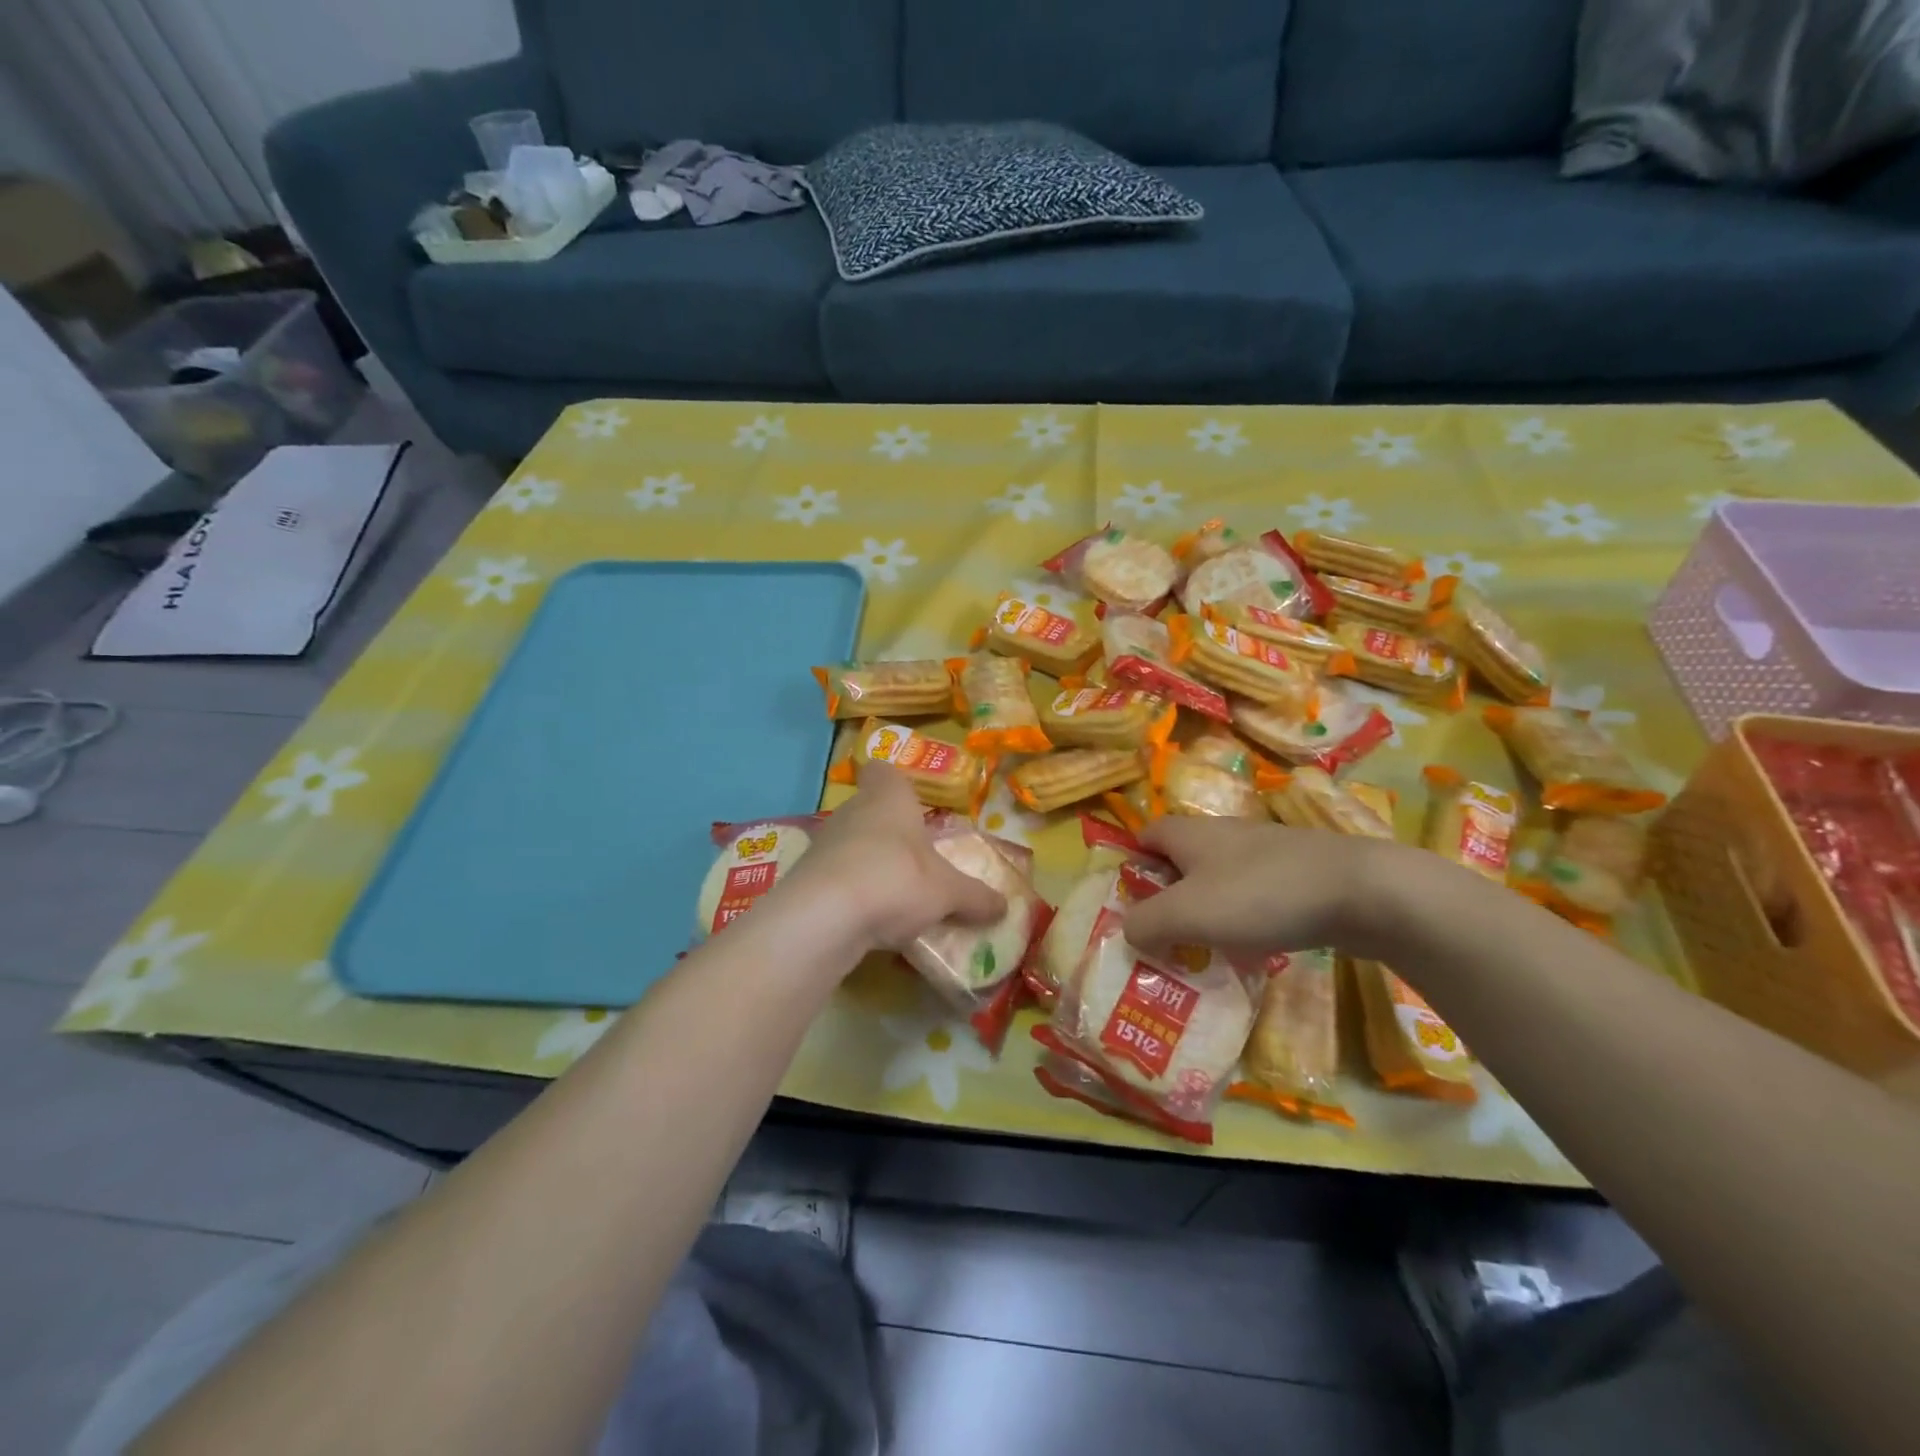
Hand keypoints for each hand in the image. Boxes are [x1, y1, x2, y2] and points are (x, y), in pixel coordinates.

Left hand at [778, 763, 1007, 954]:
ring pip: (851, 844)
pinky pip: (836, 877)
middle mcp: (853, 811)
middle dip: (891, 832)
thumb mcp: (948, 893)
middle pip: (870, 809)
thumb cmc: (897, 879)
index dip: (894, 781)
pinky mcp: (805, 877)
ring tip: (896, 895)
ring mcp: (824, 843)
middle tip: (917, 859)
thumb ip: (975, 897)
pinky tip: (868, 919)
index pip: (882, 770)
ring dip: (870, 863)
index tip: (910, 800)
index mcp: (889, 797)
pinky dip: (851, 893)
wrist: (824, 916)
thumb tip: (1005, 906)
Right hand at [1124, 816, 1417, 960]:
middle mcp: (1224, 834)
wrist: (1361, 891)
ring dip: (1209, 910)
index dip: (1132, 864)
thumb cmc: (1260, 895)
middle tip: (1165, 935)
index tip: (1130, 903)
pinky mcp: (1300, 873)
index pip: (1146, 835)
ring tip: (1206, 949)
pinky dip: (1247, 917)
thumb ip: (1145, 924)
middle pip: (1183, 859)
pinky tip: (1256, 947)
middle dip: (1170, 895)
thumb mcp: (1187, 914)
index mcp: (1191, 834)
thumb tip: (1128, 932)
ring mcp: (1267, 852)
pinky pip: (1257, 894)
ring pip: (1221, 878)